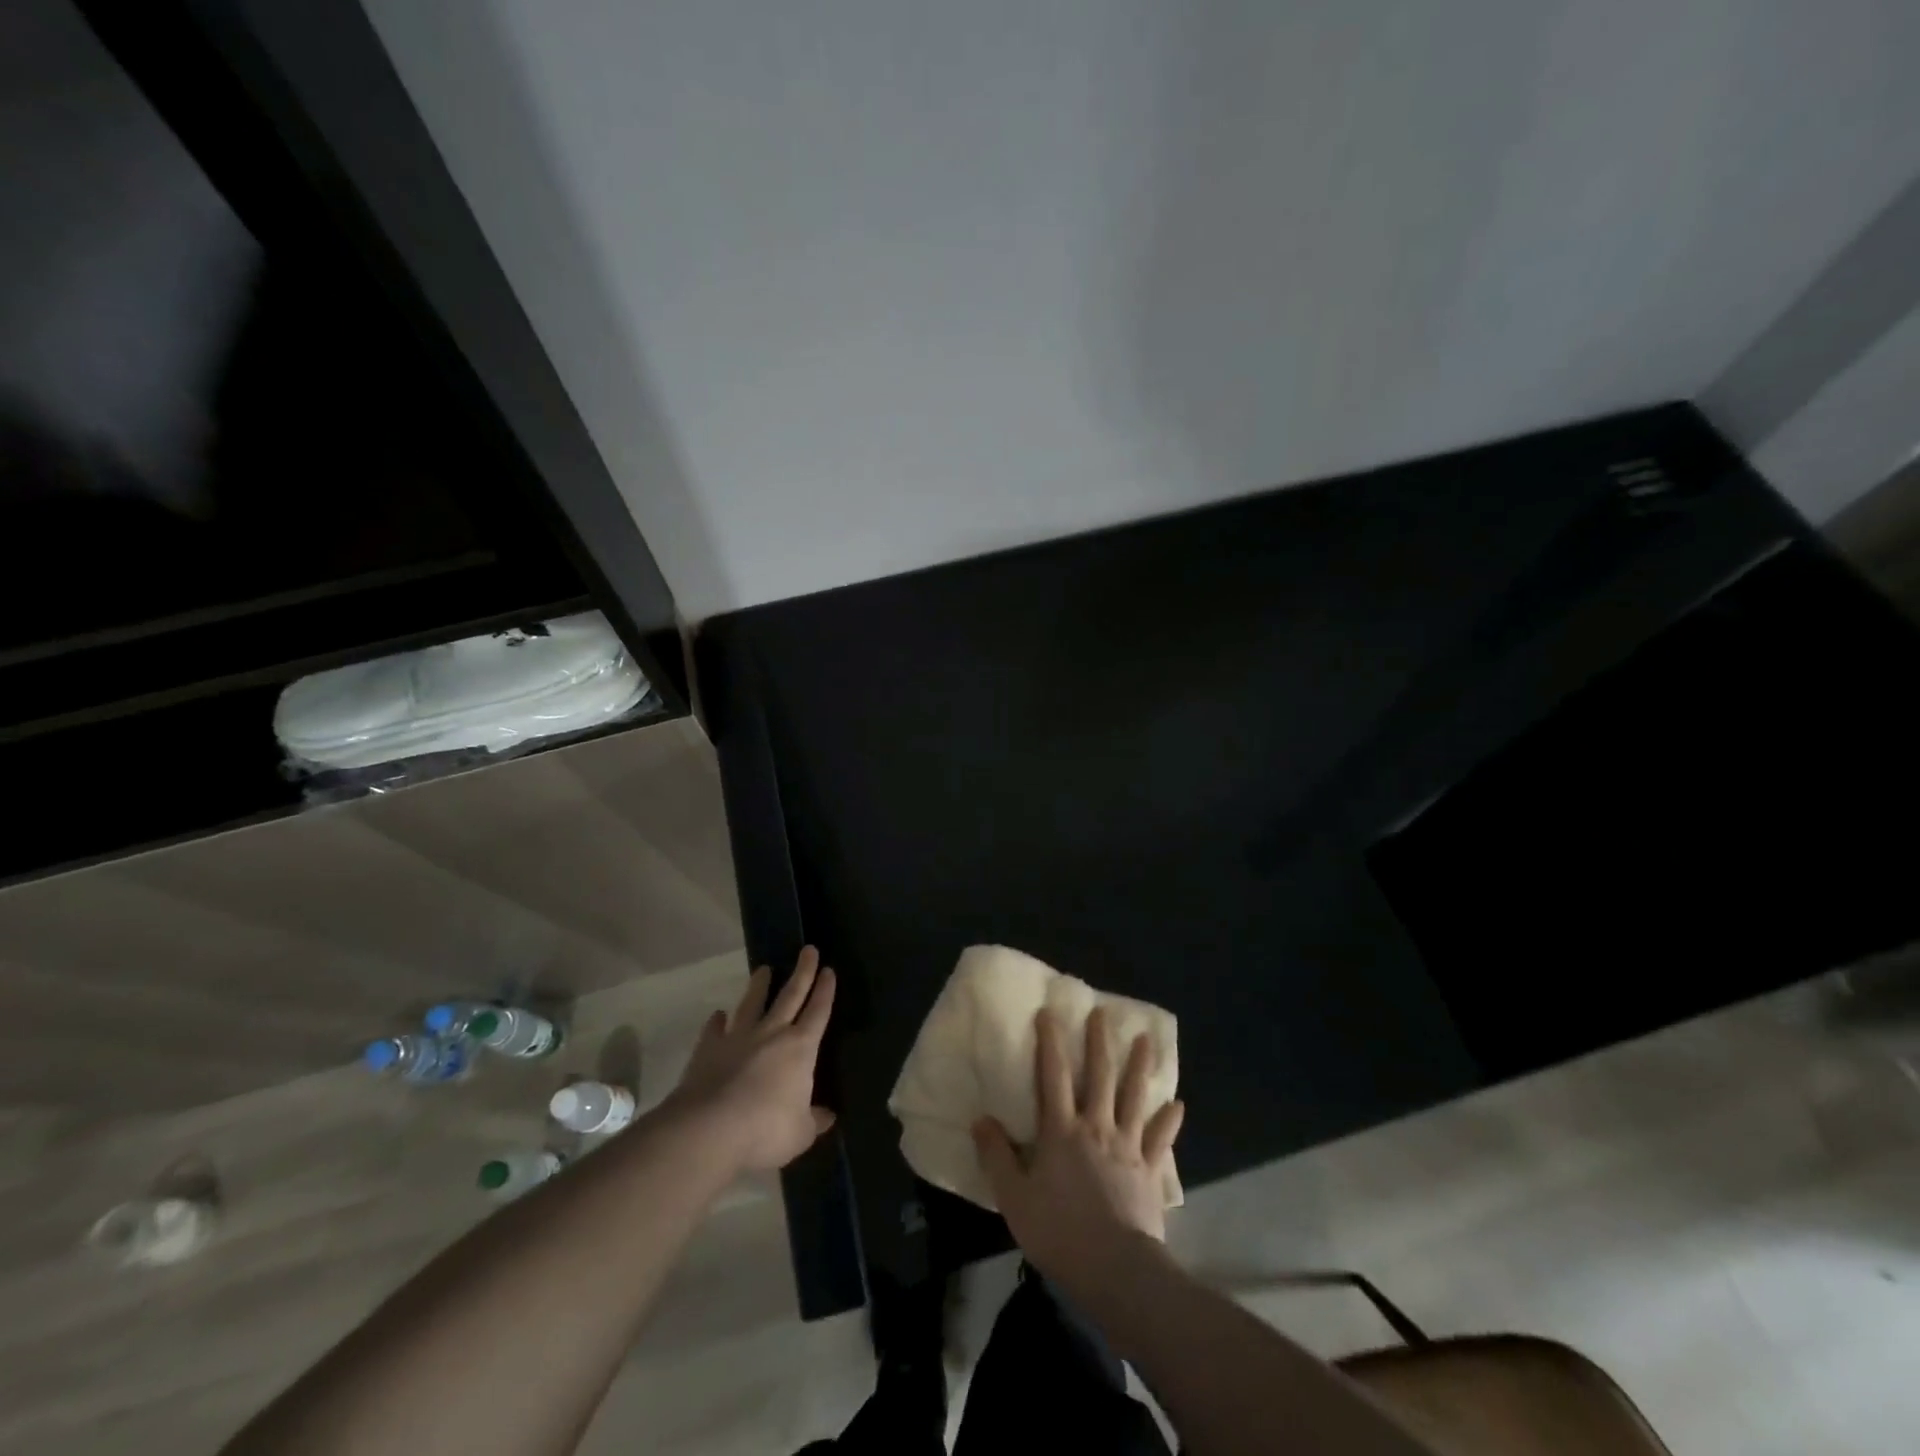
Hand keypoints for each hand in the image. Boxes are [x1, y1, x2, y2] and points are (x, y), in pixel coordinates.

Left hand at [666, 946, 836, 1171]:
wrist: (709, 1129)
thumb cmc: (766, 1130)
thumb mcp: (800, 1133)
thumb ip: (814, 1120)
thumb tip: (827, 1115)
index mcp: (801, 1048)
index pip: (818, 1012)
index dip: (825, 991)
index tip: (829, 970)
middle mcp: (771, 1034)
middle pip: (790, 995)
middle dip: (802, 972)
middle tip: (808, 949)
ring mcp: (737, 1038)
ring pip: (752, 1003)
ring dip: (759, 986)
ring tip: (763, 969)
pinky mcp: (708, 1050)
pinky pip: (714, 1029)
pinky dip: (718, 1021)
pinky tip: (718, 1015)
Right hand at [973, 1007, 1184, 1284]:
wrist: (1114, 1269)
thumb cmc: (1059, 1231)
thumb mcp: (1014, 1197)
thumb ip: (996, 1156)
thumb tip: (980, 1119)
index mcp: (1061, 1131)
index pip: (1054, 1076)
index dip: (1050, 1042)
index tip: (1049, 1012)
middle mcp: (1096, 1127)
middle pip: (1100, 1076)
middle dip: (1100, 1042)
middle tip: (1103, 1013)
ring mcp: (1128, 1147)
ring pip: (1135, 1097)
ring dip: (1140, 1067)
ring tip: (1147, 1040)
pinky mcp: (1150, 1171)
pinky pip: (1161, 1140)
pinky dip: (1169, 1121)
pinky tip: (1178, 1105)